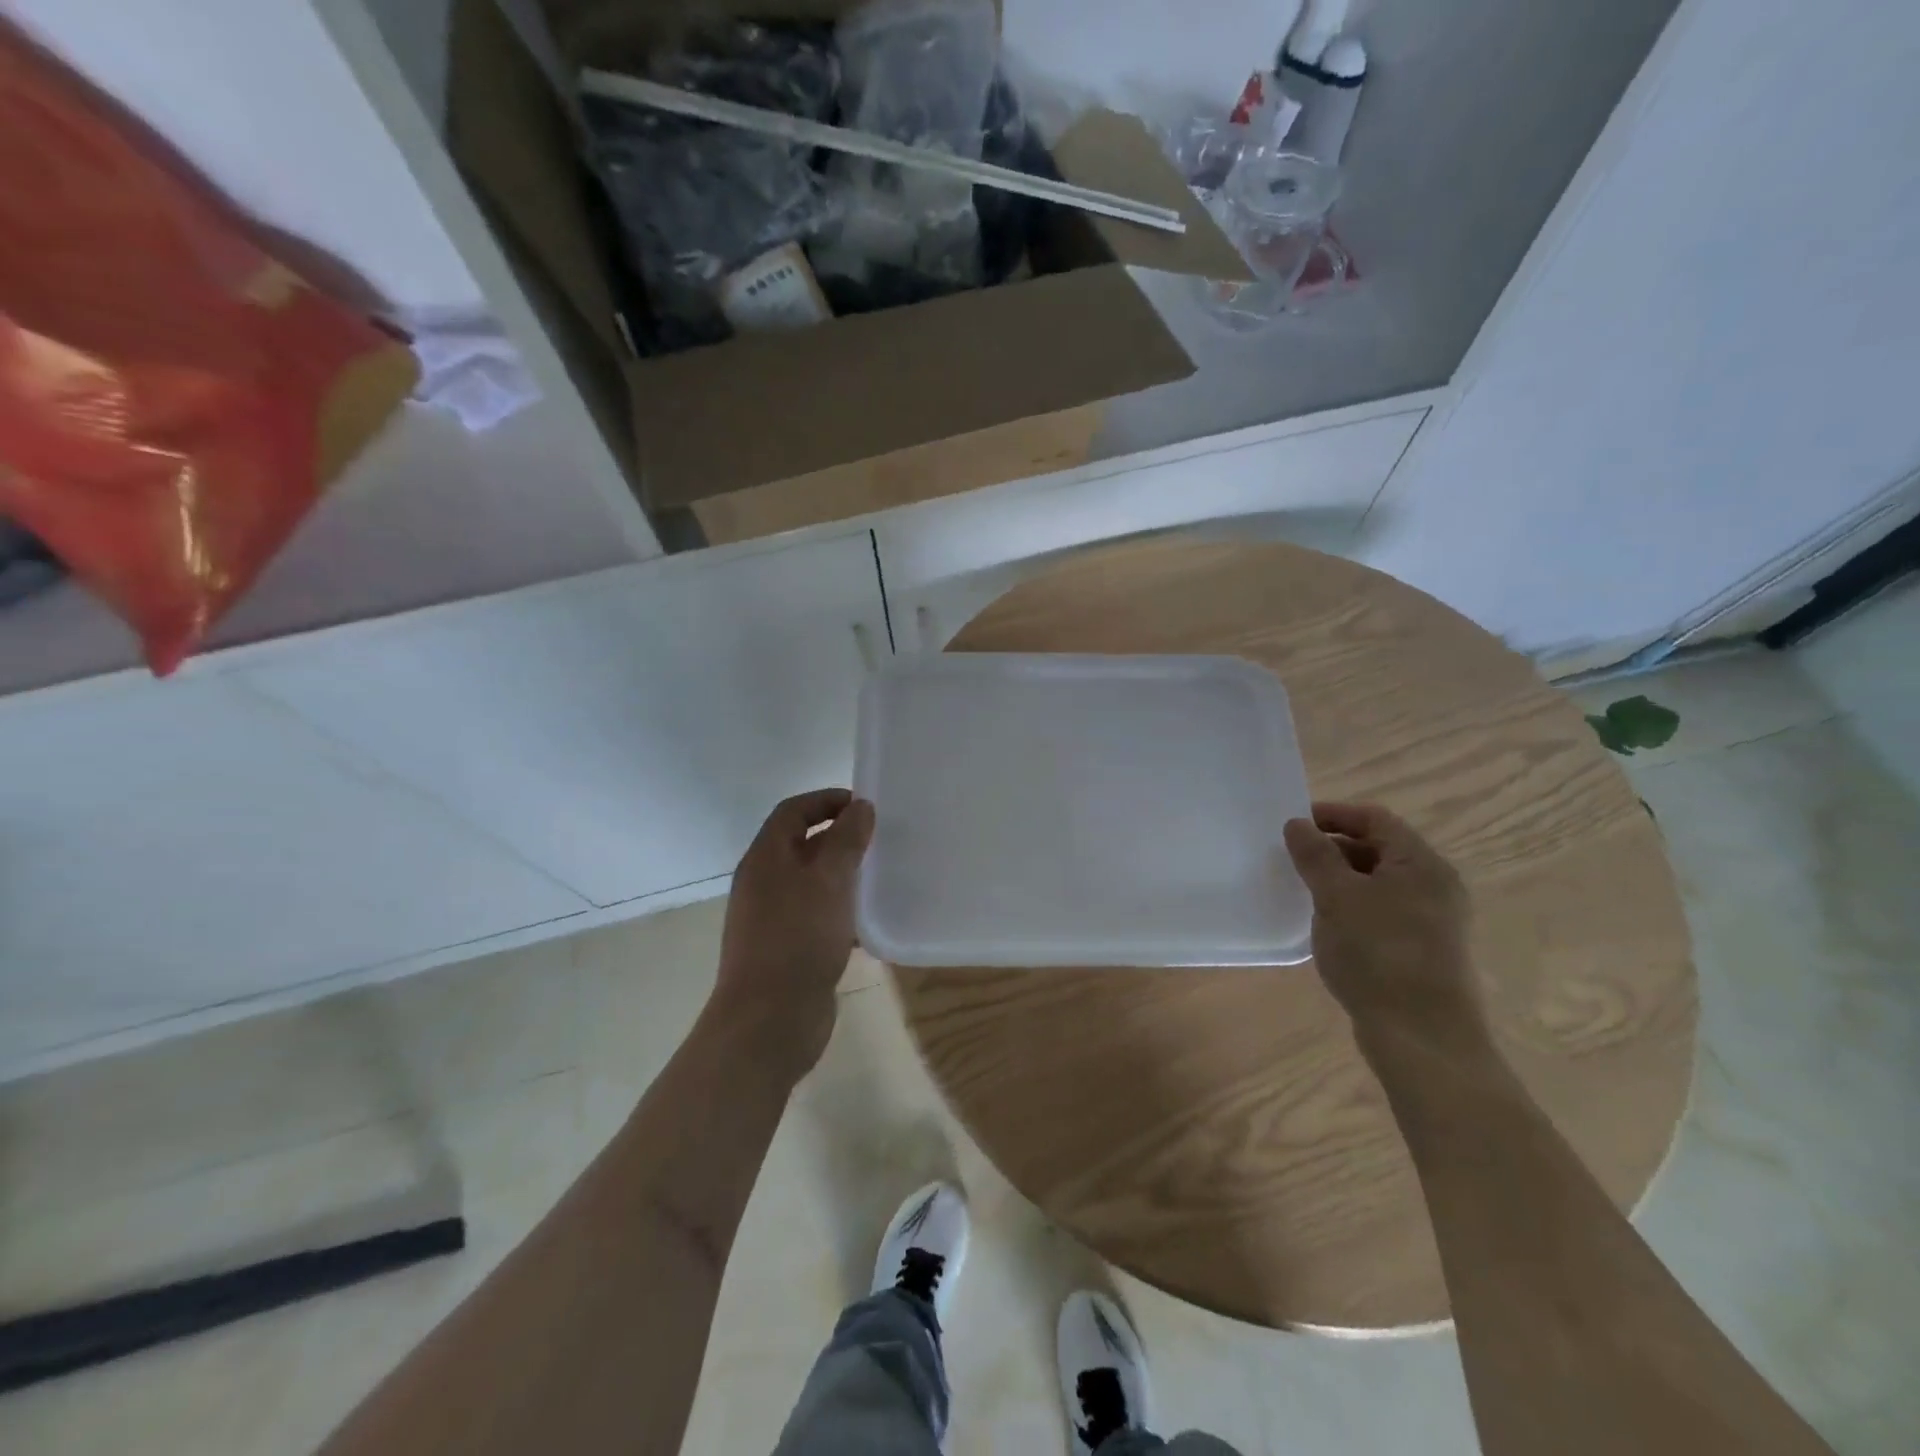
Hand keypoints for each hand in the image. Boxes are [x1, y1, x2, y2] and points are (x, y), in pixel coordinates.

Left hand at [710, 789, 874, 1077]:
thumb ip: (846, 840)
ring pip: (812, 883)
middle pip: (801, 845)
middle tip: (879, 840)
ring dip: (842, 876)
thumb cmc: (798, 939)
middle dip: (839, 837)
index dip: (826, 800)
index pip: (793, 811)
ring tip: (880, 877)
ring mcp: (773, 919)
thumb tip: (860, 806)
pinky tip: (869, 924)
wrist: (769, 1021)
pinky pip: (816, 917)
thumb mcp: (828, 881)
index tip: (865, 806)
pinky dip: (841, 912)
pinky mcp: (787, 950)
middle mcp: (764, 883)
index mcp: (765, 858)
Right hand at [1283, 802, 1483, 1046]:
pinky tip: (1327, 926)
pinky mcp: (1422, 950)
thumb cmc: (1378, 954)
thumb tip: (1297, 824)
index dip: (1332, 814)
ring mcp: (1431, 920)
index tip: (1292, 825)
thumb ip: (1315, 855)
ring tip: (1302, 891)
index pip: (1374, 818)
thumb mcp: (1337, 897)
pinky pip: (1381, 911)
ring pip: (1378, 882)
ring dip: (1339, 879)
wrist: (1421, 1037)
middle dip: (1332, 847)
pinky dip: (1352, 907)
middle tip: (1291, 859)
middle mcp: (1434, 885)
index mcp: (1421, 863)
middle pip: (1378, 848)